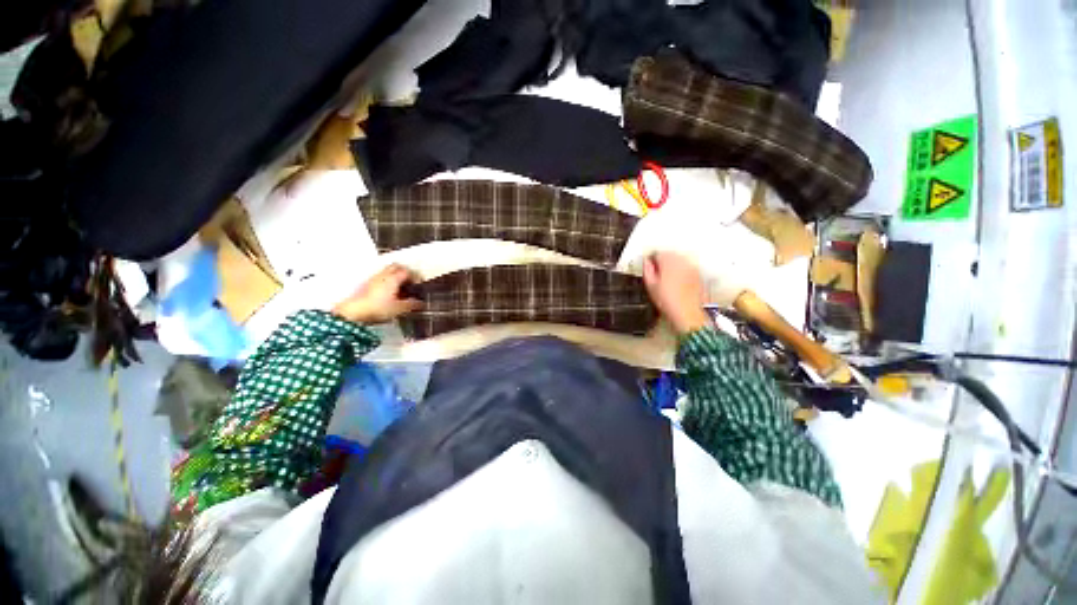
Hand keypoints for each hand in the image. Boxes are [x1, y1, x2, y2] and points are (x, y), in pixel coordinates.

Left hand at [332, 264, 422, 323]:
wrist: (355, 312)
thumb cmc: (378, 308)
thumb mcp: (399, 308)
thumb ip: (411, 304)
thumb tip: (420, 303)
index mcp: (393, 279)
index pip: (407, 272)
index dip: (415, 276)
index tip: (419, 283)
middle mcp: (384, 275)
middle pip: (396, 266)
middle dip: (405, 271)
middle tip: (410, 281)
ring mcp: (374, 279)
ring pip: (387, 271)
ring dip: (395, 275)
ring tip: (400, 286)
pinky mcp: (367, 284)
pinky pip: (380, 277)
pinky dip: (387, 280)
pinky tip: (389, 291)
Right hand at [643, 252, 710, 334]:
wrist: (689, 314)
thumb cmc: (668, 301)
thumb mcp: (651, 286)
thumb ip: (647, 271)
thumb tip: (647, 262)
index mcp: (668, 262)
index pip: (658, 253)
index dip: (652, 259)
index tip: (649, 267)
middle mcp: (682, 261)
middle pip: (670, 254)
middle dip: (663, 260)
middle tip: (657, 272)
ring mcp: (692, 267)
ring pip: (680, 260)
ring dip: (673, 265)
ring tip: (668, 278)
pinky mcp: (699, 275)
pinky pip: (688, 267)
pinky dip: (682, 271)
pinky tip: (679, 282)